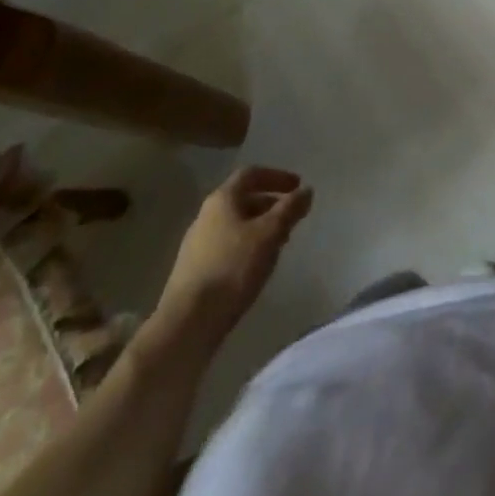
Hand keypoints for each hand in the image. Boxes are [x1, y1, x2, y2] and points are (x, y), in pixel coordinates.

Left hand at [152, 166, 312, 345]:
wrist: (188, 322)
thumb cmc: (232, 268)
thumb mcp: (269, 234)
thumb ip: (290, 209)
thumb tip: (306, 191)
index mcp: (222, 200)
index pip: (251, 174)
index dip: (277, 176)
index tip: (297, 186)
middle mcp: (206, 215)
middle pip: (243, 199)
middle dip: (271, 204)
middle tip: (292, 217)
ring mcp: (197, 244)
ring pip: (236, 224)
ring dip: (260, 227)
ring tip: (280, 243)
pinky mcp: (194, 270)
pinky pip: (227, 246)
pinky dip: (247, 246)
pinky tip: (257, 266)